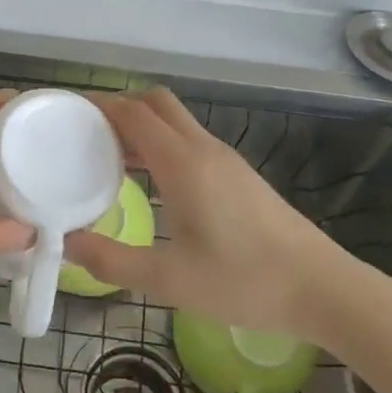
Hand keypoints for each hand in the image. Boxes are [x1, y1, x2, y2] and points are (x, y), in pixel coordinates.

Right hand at [63, 88, 378, 346]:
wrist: (324, 289)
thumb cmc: (246, 282)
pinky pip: (190, 140)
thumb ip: (113, 261)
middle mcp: (204, 149)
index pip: (133, 113)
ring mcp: (226, 160)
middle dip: (119, 107)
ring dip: (141, 125)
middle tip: (86, 132)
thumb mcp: (170, 280)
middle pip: (156, 103)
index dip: (98, 105)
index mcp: (183, 164)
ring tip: (107, 155)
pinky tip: (150, 180)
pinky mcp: (239, 175)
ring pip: (176, 121)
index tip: (67, 113)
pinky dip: (161, 143)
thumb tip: (67, 243)